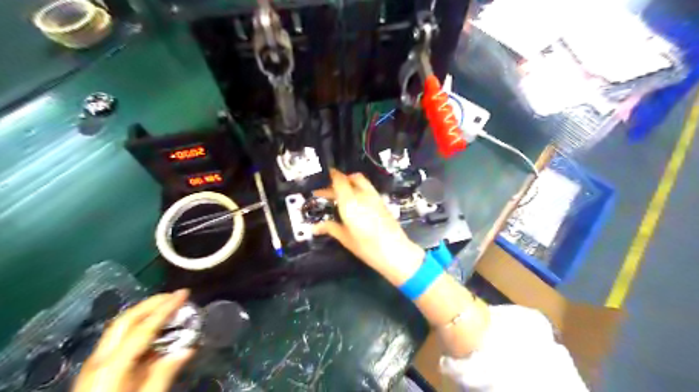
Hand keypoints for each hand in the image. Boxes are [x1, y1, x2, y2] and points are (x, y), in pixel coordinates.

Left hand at [72, 290, 192, 391]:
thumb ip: (163, 375)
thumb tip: (188, 348)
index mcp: (112, 366)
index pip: (143, 328)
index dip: (165, 308)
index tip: (185, 293)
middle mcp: (100, 359)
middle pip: (125, 321)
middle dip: (152, 303)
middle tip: (176, 295)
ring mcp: (95, 364)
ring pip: (120, 328)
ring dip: (146, 313)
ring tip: (169, 307)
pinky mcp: (97, 371)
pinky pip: (119, 341)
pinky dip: (140, 329)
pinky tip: (155, 333)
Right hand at [314, 169, 422, 283]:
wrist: (395, 251)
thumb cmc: (367, 246)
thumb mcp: (346, 239)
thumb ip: (330, 228)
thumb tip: (315, 227)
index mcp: (350, 202)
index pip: (340, 181)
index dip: (332, 175)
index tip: (325, 174)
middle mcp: (363, 195)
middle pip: (352, 178)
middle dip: (340, 180)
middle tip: (330, 189)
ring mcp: (375, 197)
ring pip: (362, 182)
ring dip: (351, 183)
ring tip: (342, 194)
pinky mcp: (382, 202)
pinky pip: (368, 189)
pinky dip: (359, 189)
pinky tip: (356, 201)